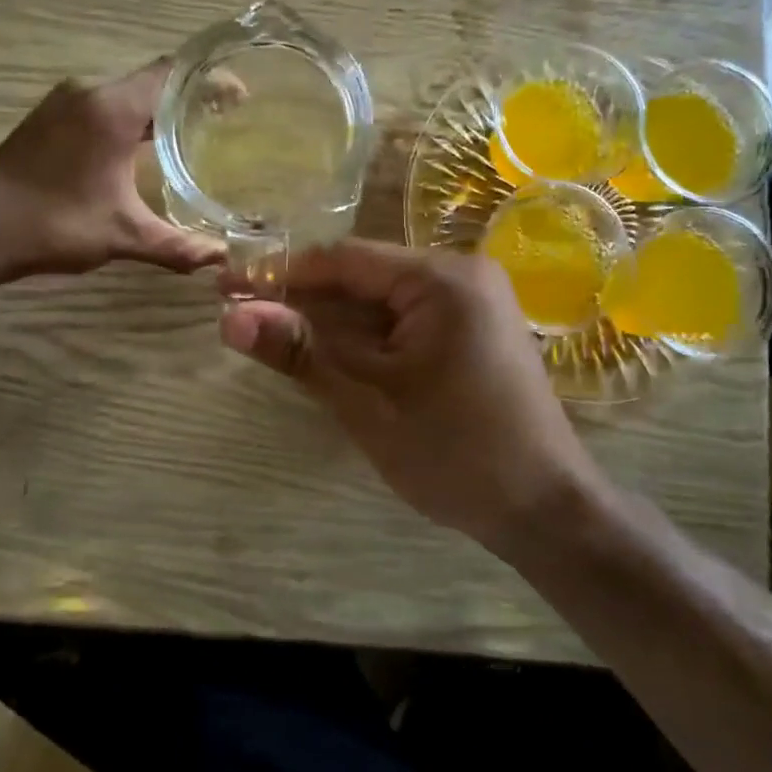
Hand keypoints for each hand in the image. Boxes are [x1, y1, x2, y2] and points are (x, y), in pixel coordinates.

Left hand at [0, 59, 223, 281]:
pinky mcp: (50, 117)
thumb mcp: (121, 236)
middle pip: (152, 79)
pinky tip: (144, 146)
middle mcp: (89, 92)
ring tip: (194, 129)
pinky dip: (132, 116)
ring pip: (126, 91)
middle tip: (227, 116)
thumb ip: (176, 245)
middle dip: (191, 93)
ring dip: (159, 106)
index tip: (242, 95)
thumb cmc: (52, 224)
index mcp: (111, 108)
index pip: (173, 74)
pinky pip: (104, 104)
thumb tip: (221, 257)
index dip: (210, 80)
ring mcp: (64, 102)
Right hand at [219, 241, 593, 549]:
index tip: (226, 288)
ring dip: (330, 323)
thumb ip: (301, 352)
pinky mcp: (472, 333)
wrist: (546, 512)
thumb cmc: (456, 454)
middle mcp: (461, 276)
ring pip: (381, 302)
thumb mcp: (368, 402)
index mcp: (443, 278)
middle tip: (242, 319)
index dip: (281, 273)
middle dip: (303, 301)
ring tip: (273, 339)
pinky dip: (364, 339)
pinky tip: (327, 356)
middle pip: (363, 277)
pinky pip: (403, 322)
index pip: (344, 259)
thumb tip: (229, 318)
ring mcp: (471, 304)